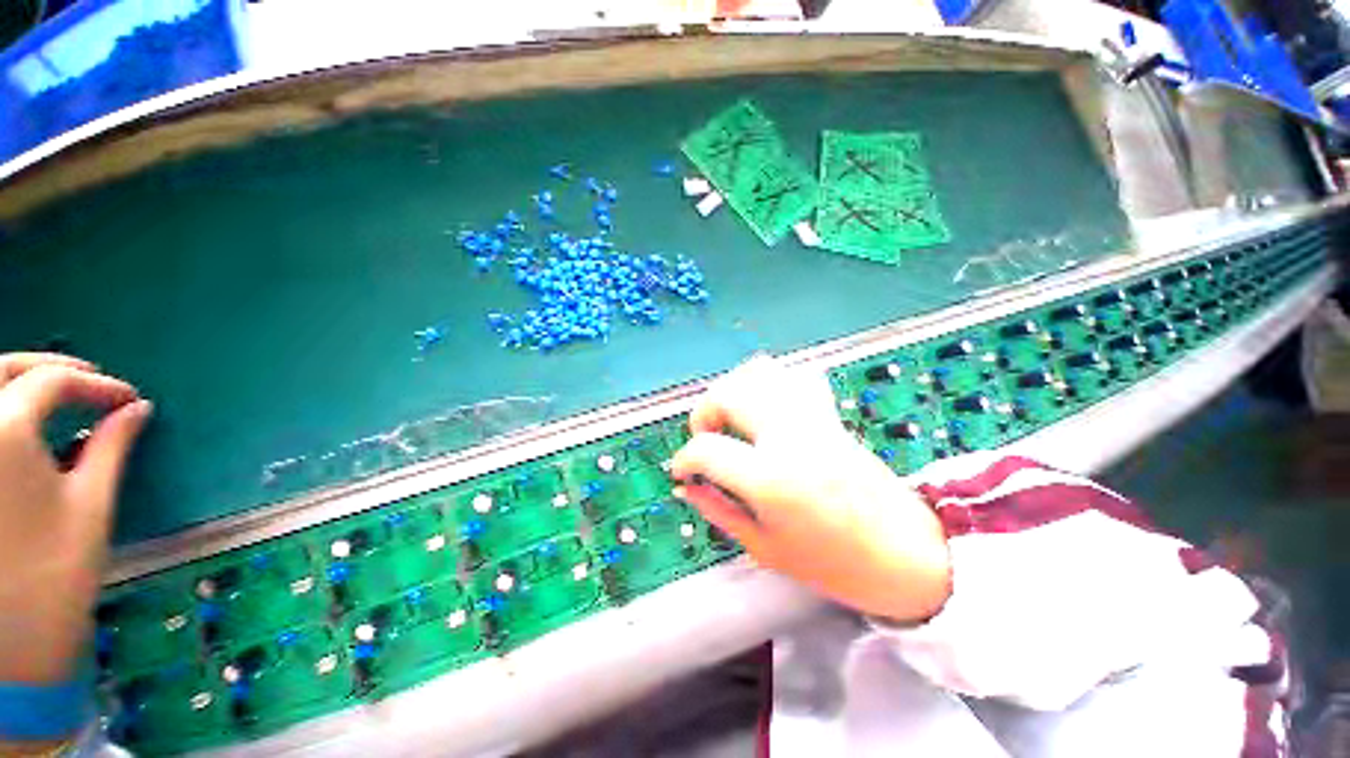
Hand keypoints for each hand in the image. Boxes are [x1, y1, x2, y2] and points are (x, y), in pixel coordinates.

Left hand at [0, 354, 150, 683]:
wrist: (9, 643)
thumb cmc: (55, 573)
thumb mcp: (90, 505)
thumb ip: (110, 447)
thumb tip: (135, 408)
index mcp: (4, 432)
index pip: (53, 382)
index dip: (96, 385)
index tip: (129, 399)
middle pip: (4, 369)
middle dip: (49, 367)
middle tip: (89, 380)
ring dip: (19, 382)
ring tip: (55, 395)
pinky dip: (3, 408)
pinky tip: (20, 423)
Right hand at [671, 356, 949, 623]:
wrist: (905, 554)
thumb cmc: (834, 564)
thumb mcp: (764, 547)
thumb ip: (718, 510)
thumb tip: (687, 487)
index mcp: (770, 479)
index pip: (706, 449)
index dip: (684, 460)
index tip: (683, 471)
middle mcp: (789, 436)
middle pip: (728, 393)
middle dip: (704, 412)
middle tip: (707, 437)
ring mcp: (812, 418)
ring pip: (759, 372)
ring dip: (733, 390)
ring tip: (732, 418)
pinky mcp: (829, 413)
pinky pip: (792, 376)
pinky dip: (768, 383)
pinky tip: (764, 407)